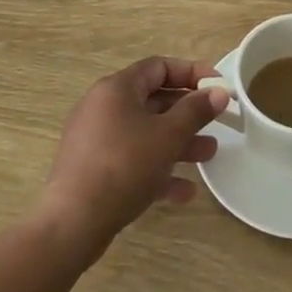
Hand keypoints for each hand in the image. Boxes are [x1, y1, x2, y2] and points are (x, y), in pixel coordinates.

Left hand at [39, 57, 227, 256]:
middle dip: (188, 114)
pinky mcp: (94, 171)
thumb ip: (196, 111)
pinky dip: (158, 169)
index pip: (159, 67)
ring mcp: (97, 140)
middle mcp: (104, 108)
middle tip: (217, 123)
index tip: (217, 87)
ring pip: (146, 133)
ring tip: (209, 155)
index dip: (192, 73)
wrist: (72, 224)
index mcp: (117, 89)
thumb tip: (219, 92)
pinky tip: (184, 191)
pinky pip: (133, 160)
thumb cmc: (123, 166)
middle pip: (154, 101)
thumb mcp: (167, 136)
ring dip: (179, 143)